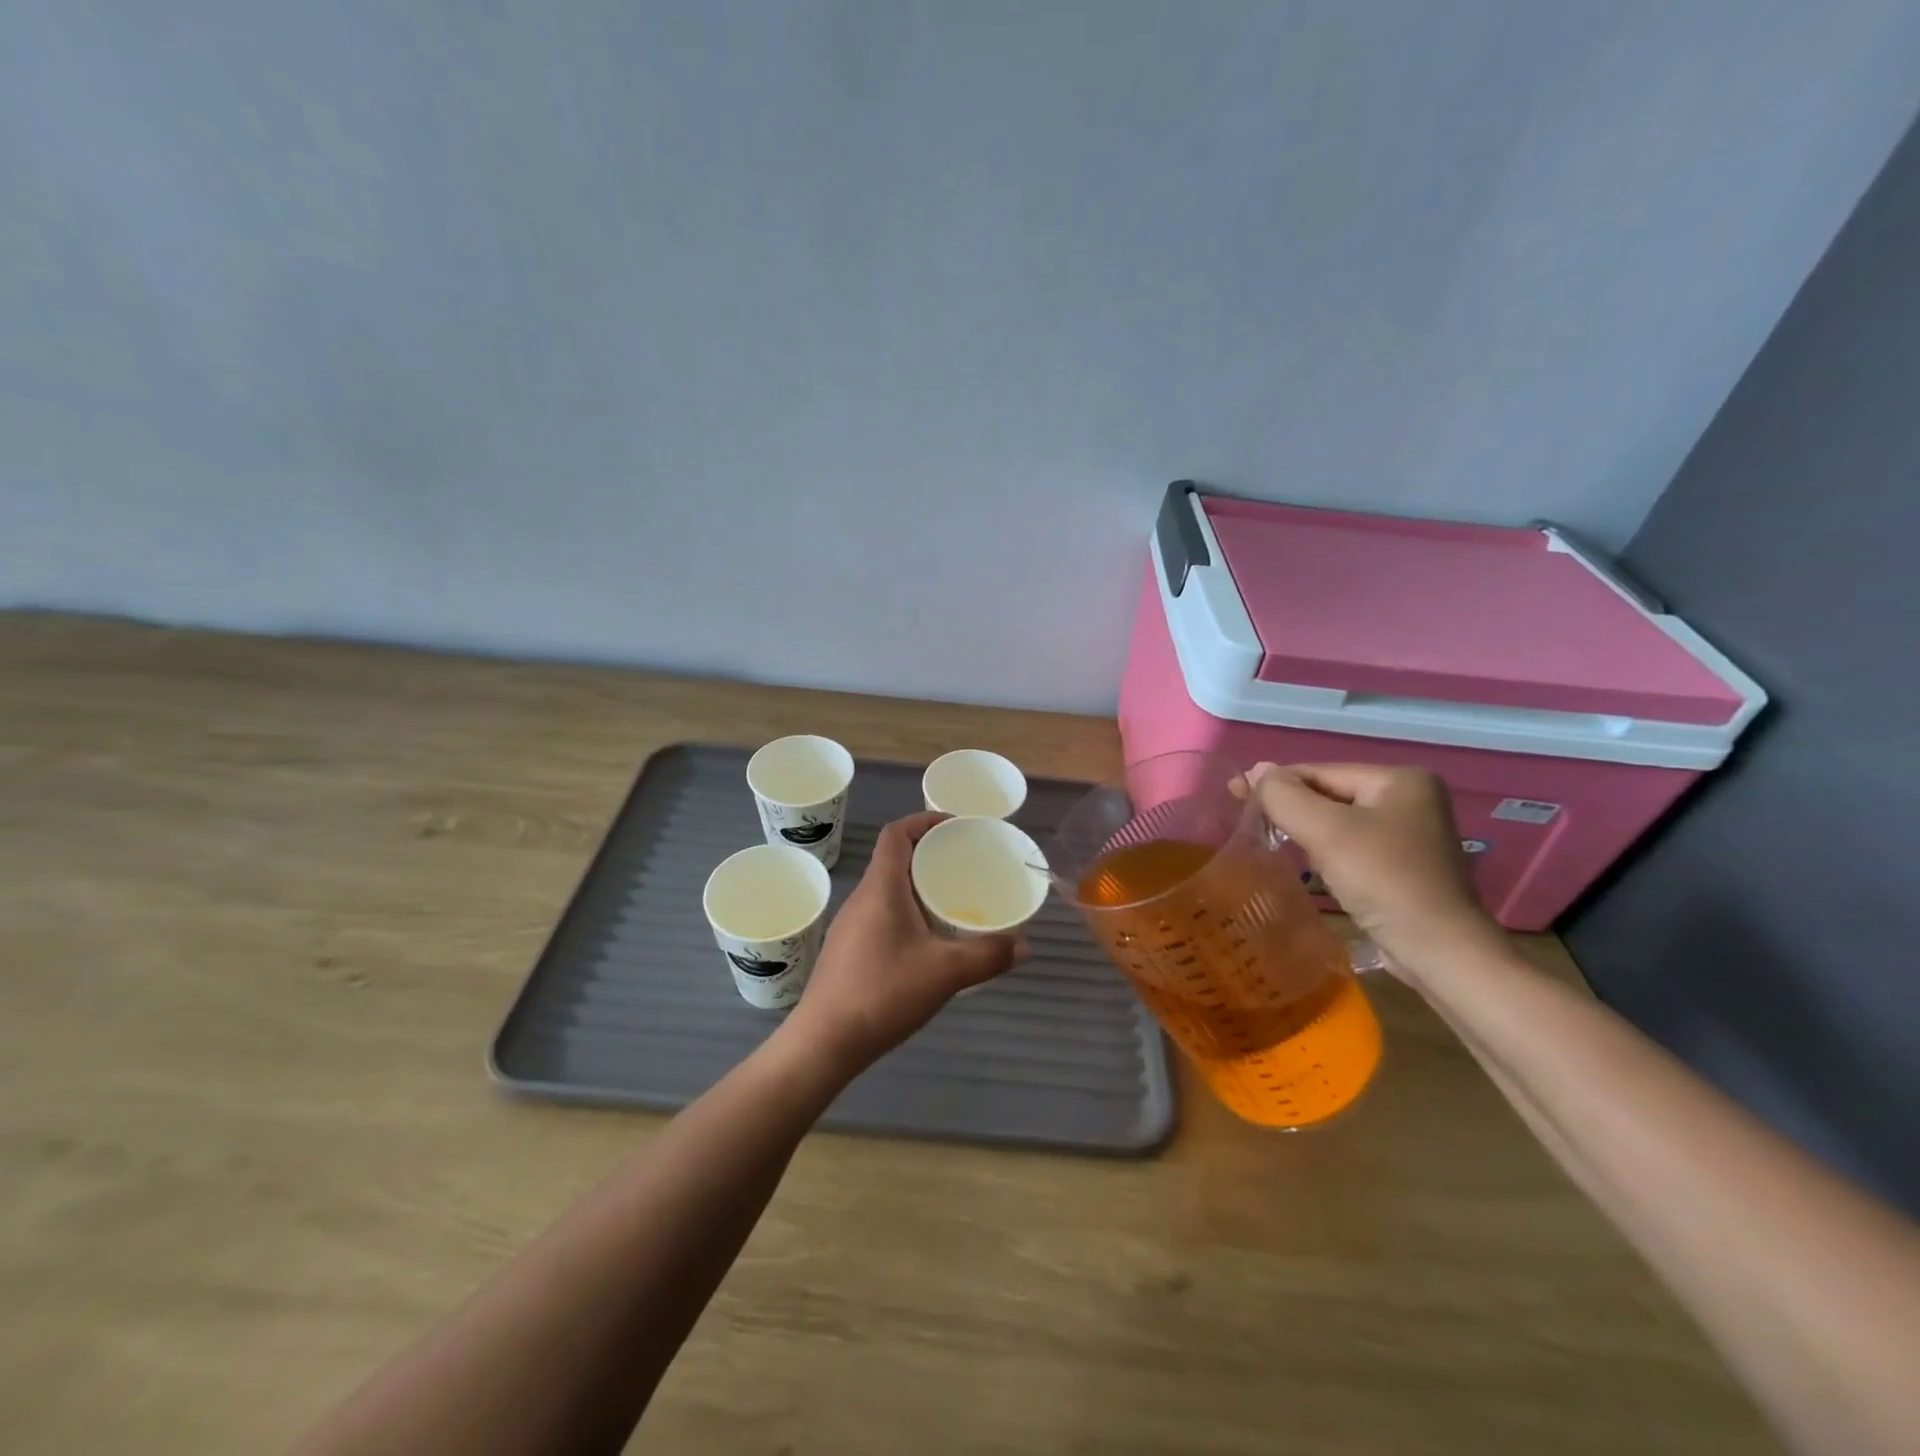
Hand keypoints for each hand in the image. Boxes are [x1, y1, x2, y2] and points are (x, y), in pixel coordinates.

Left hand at [781, 811, 1024, 1074]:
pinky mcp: (848, 950)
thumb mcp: (945, 973)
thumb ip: (988, 955)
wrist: (824, 1043)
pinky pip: (882, 914)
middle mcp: (862, 898)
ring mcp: (851, 925)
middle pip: (894, 859)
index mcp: (881, 888)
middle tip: (965, 865)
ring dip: (918, 885)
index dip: (924, 820)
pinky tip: (928, 942)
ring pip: (888, 889)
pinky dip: (907, 912)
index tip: (956, 827)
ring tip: (952, 901)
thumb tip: (1024, 944)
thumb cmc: (882, 994)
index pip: (896, 834)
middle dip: (929, 854)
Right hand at [1243, 763, 1504, 981]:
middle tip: (1250, 823)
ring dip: (1306, 833)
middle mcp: (1411, 799)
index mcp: (1400, 780)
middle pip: (1330, 795)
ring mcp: (1412, 835)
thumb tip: (1255, 771)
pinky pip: (1352, 847)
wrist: (1439, 952)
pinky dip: (1326, 853)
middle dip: (1292, 809)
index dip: (1276, 783)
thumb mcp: (1325, 831)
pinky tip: (1311, 867)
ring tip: (1273, 844)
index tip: (1234, 796)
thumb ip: (1284, 796)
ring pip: (1339, 822)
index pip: (1321, 771)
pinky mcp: (1406, 867)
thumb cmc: (1383, 879)